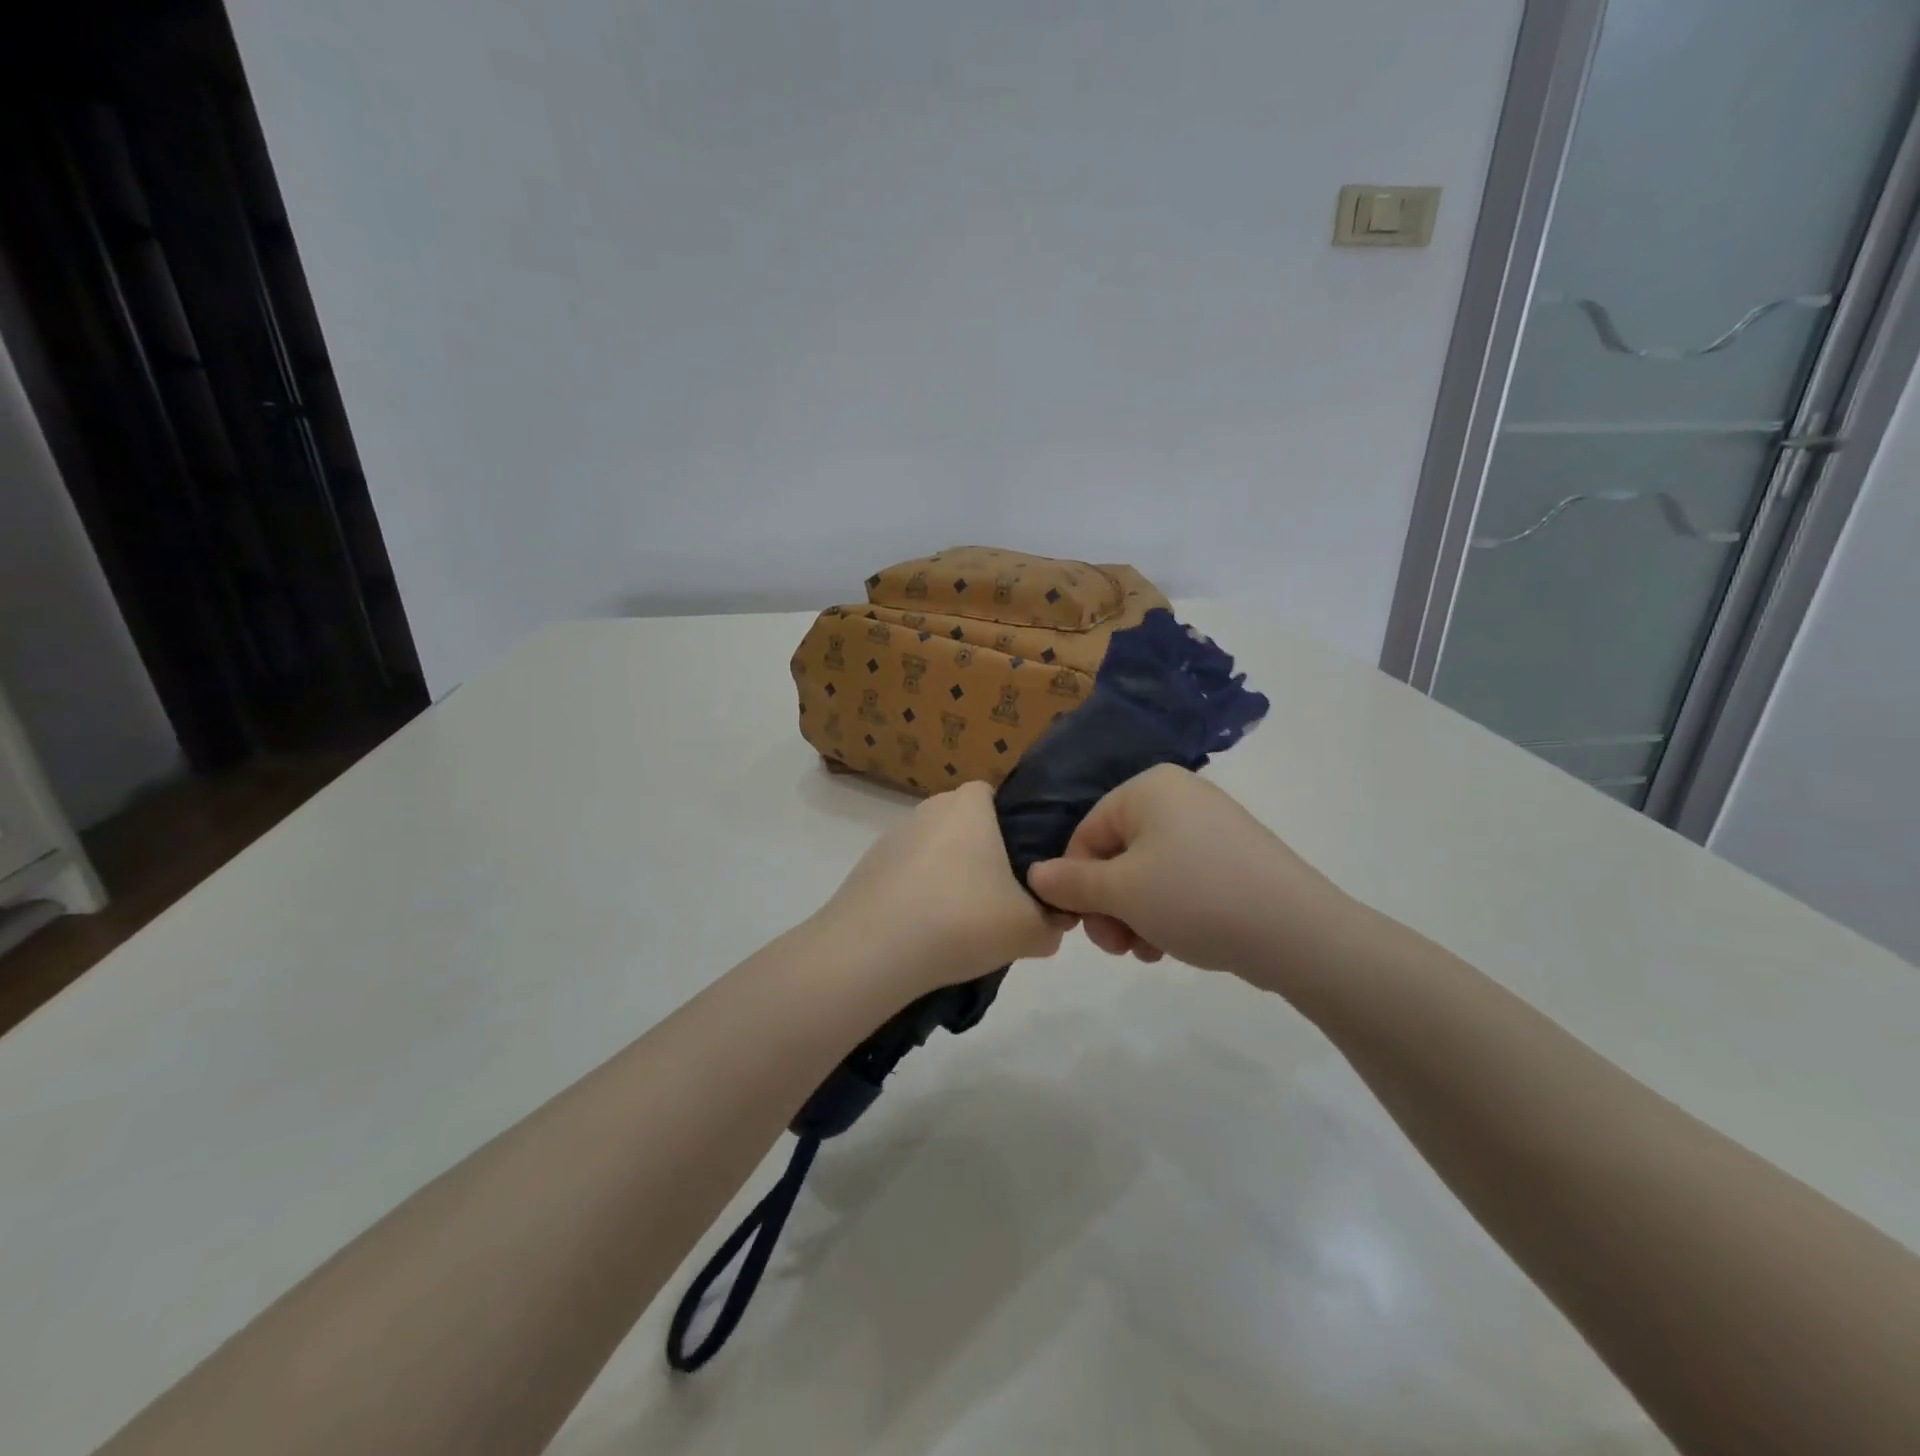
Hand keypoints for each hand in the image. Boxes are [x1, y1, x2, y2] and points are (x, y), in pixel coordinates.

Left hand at [815, 781, 1070, 995]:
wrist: (872, 952)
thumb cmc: (961, 920)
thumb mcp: (1029, 930)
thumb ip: (1054, 922)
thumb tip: (1056, 920)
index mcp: (968, 805)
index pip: (995, 795)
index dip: (1013, 824)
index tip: (1025, 864)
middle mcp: (928, 809)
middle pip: (964, 825)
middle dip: (982, 856)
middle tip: (1000, 901)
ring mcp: (892, 838)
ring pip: (934, 852)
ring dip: (948, 879)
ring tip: (960, 927)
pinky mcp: (867, 869)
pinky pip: (906, 876)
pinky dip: (918, 897)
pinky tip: (925, 935)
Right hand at [1025, 765, 1362, 988]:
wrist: (1297, 932)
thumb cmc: (1196, 897)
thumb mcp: (1122, 892)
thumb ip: (1071, 883)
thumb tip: (1035, 874)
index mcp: (1147, 788)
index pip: (1085, 834)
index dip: (1077, 884)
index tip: (1086, 929)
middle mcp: (1177, 796)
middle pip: (1115, 854)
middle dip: (1108, 905)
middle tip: (1118, 946)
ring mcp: (1209, 826)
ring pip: (1145, 873)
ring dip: (1134, 915)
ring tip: (1147, 950)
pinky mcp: (1232, 856)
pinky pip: (1179, 879)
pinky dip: (1166, 912)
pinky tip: (1172, 944)